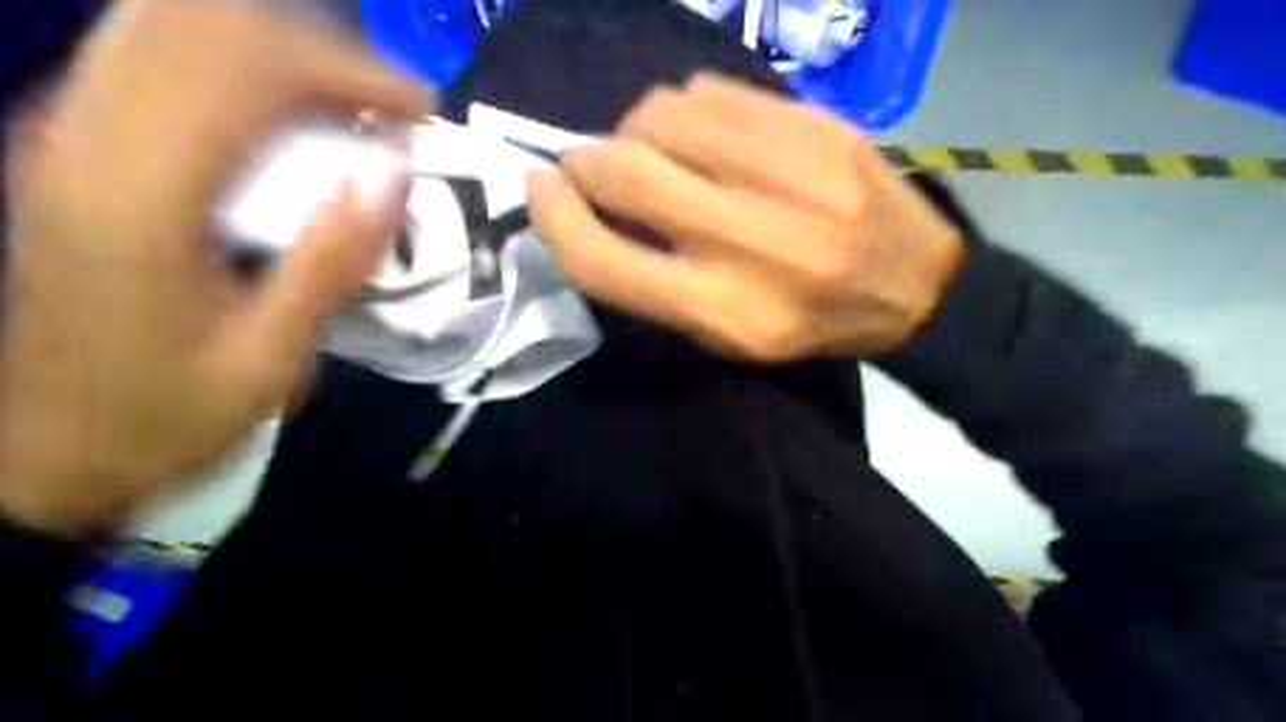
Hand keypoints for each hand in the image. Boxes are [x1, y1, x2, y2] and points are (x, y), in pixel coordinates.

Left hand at [0, 0, 430, 536]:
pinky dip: (238, 70)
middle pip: (204, 26)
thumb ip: (332, 261)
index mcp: (141, 199)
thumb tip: (395, 172)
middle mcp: (87, 141)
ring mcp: (66, 134)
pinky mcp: (72, 146)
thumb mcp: (271, 357)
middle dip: (318, 53)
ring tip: (349, 109)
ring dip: (279, 55)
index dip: (345, 71)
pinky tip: (288, 118)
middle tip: (390, 110)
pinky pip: (157, 63)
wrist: (46, 450)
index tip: (419, 111)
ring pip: (173, 30)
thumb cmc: (167, 415)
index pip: (244, 70)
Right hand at [528, 75, 958, 363]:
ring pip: (662, 115)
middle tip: (589, 167)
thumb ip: (654, 282)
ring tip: (655, 152)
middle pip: (623, 171)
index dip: (554, 221)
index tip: (539, 193)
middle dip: (586, 163)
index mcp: (722, 308)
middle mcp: (747, 239)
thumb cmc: (807, 321)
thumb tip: (592, 212)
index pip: (603, 260)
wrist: (912, 282)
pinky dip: (685, 110)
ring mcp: (786, 174)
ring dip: (634, 130)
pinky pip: (712, 93)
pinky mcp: (813, 127)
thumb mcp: (726, 333)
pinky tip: (703, 134)